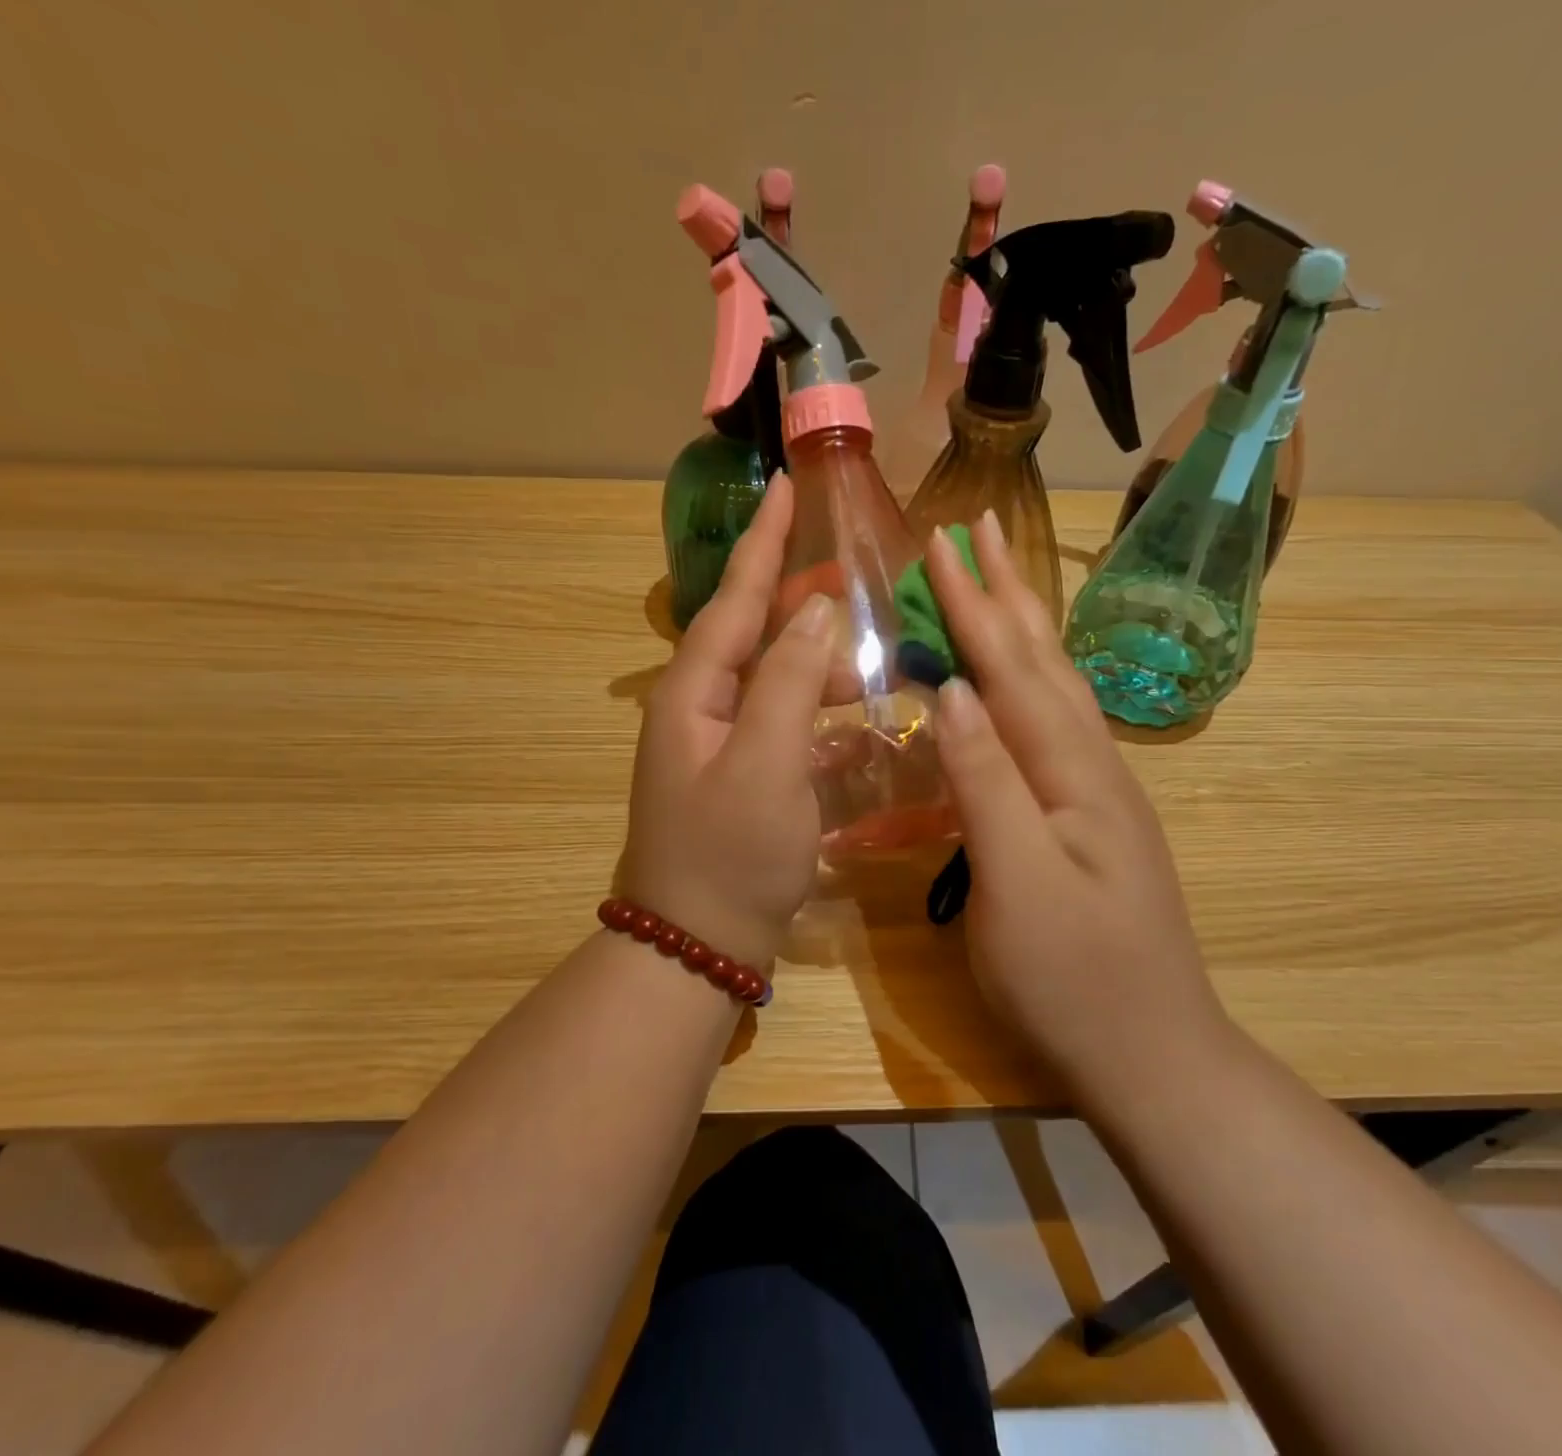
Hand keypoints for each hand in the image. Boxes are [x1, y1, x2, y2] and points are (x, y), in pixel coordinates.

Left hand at [621, 475, 833, 971]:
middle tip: (852, 583)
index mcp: (693, 694)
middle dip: (797, 603)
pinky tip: (856, 722)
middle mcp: (699, 710)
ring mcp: (718, 747)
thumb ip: (789, 681)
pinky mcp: (741, 779)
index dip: (763, 544)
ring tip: (868, 668)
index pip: (735, 599)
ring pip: (771, 682)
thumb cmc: (730, 854)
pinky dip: (818, 716)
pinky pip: (783, 725)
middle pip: (751, 635)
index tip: (785, 487)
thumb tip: (816, 611)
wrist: (698, 946)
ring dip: (816, 668)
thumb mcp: (766, 762)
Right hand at [925, 511, 1231, 1089]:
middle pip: (1044, 660)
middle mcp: (1094, 765)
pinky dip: (1028, 680)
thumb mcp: (1016, 882)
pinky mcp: (1087, 817)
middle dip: (1008, 591)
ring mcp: (1096, 791)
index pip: (1012, 669)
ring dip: (1023, 626)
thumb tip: (951, 689)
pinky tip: (1016, 680)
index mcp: (1075, 772)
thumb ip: (986, 781)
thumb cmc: (1073, 978)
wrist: (1150, 1054)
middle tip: (982, 528)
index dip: (975, 605)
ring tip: (998, 581)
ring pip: (1055, 686)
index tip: (944, 542)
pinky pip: (1052, 723)